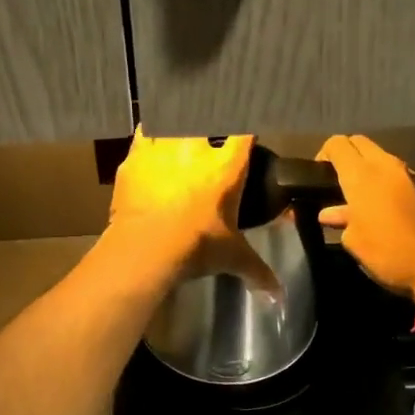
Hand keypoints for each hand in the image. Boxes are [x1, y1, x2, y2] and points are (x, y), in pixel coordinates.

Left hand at [109, 130, 280, 292]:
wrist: (146, 247)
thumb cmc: (197, 247)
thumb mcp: (232, 258)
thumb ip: (258, 272)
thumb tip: (279, 297)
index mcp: (227, 168)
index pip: (244, 133)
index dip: (246, 129)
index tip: (245, 132)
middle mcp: (196, 149)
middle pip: (207, 118)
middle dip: (208, 122)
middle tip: (207, 132)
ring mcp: (163, 148)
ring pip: (172, 118)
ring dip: (176, 122)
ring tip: (177, 130)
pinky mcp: (134, 157)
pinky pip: (142, 134)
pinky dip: (146, 136)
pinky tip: (147, 142)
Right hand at [316, 135, 414, 300]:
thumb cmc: (387, 254)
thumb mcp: (354, 241)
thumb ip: (341, 219)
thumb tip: (331, 212)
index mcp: (362, 174)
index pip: (337, 144)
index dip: (323, 154)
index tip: (318, 176)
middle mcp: (386, 165)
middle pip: (360, 143)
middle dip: (346, 156)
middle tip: (338, 182)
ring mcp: (410, 173)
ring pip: (381, 158)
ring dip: (368, 169)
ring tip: (360, 198)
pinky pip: (398, 174)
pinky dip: (387, 182)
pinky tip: (385, 209)